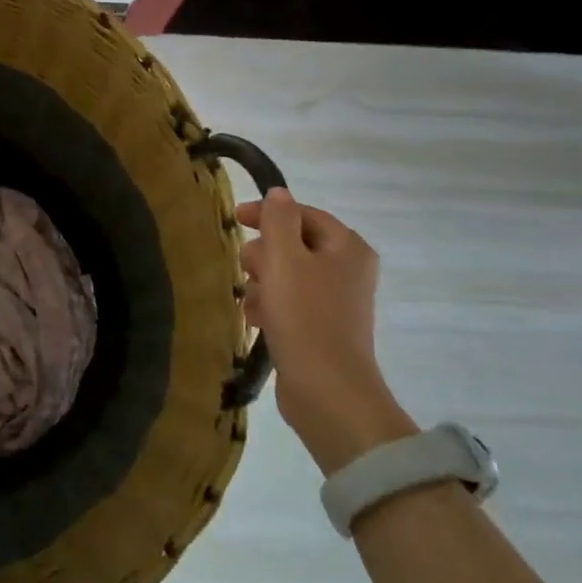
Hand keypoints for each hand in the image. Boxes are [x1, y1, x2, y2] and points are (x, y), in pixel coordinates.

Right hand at [238, 190, 416, 473]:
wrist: (327, 389)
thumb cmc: (305, 317)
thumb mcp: (285, 259)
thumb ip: (278, 220)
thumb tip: (278, 193)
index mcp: (347, 247)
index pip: (303, 214)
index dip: (267, 213)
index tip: (233, 219)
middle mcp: (347, 269)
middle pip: (292, 244)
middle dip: (264, 256)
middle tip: (249, 272)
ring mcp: (336, 301)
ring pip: (286, 275)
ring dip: (262, 284)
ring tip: (252, 303)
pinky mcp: (321, 327)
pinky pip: (289, 303)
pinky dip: (270, 307)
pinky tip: (257, 322)